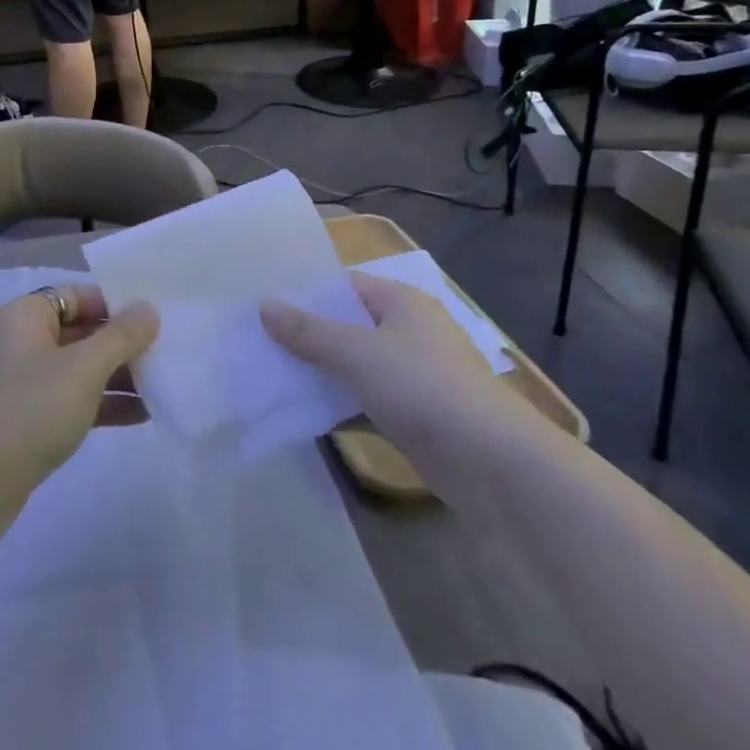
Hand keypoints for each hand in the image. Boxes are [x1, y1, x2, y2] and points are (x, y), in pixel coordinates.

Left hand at [0, 286, 159, 501]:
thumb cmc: (30, 411)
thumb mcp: (83, 369)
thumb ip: (120, 337)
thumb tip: (148, 309)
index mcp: (26, 316)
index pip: (78, 295)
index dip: (116, 304)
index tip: (155, 318)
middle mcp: (22, 341)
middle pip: (81, 331)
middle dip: (122, 343)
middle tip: (167, 350)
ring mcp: (24, 383)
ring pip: (80, 368)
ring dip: (118, 376)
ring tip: (163, 384)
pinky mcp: (29, 420)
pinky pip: (73, 400)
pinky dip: (103, 404)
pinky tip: (142, 415)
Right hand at [261, 272, 529, 458]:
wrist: (491, 462)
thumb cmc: (423, 387)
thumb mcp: (357, 353)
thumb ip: (309, 331)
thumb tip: (264, 306)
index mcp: (401, 301)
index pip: (345, 286)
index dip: (307, 293)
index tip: (265, 303)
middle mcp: (408, 330)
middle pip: (347, 324)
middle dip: (307, 333)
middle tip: (259, 337)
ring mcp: (413, 373)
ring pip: (355, 363)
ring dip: (321, 369)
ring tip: (270, 370)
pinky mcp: (413, 412)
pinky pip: (366, 396)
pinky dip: (339, 399)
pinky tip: (303, 408)